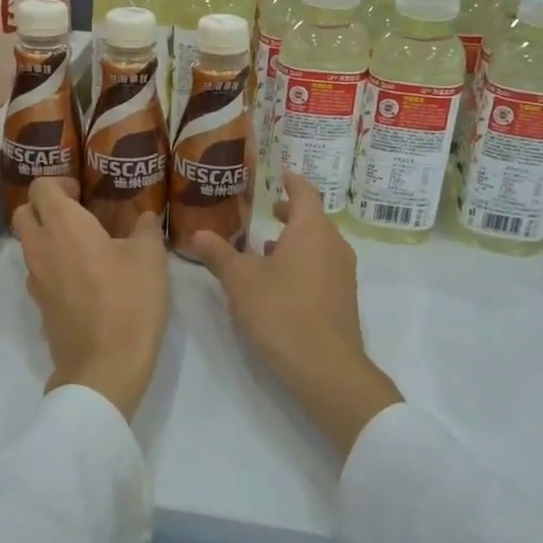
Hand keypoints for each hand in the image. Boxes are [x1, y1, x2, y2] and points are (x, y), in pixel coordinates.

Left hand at [11, 177, 169, 420]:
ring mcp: (35, 279)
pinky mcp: (39, 305)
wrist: (104, 366)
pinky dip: (53, 265)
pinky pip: (39, 272)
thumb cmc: (129, 301)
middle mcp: (40, 246)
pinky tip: (85, 277)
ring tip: (86, 246)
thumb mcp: (149, 258)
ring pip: (28, 243)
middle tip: (78, 214)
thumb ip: (145, 229)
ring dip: (48, 236)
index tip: (83, 192)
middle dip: (45, 206)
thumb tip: (144, 217)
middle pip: (24, 212)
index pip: (41, 187)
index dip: (60, 183)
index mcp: (63, 225)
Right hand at [188, 172, 401, 460]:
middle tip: (267, 211)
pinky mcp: (343, 298)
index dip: (291, 181)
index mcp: (311, 229)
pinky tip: (279, 282)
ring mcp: (343, 272)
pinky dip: (303, 262)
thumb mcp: (240, 281)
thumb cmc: (281, 312)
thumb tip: (198, 234)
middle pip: (313, 218)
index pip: (304, 192)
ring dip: (294, 241)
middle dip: (290, 213)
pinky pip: (322, 266)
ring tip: (265, 249)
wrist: (326, 367)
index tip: (279, 175)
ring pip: (318, 244)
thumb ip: (219, 254)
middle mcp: (333, 244)